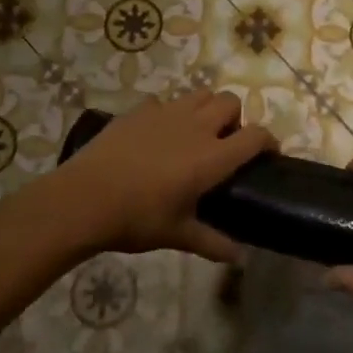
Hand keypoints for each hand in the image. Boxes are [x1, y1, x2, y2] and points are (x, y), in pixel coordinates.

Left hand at [57, 91, 275, 264]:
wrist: (84, 198)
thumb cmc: (137, 219)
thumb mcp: (177, 234)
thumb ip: (213, 242)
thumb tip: (240, 258)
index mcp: (212, 157)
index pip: (255, 136)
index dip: (269, 141)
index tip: (268, 154)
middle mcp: (196, 126)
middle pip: (230, 102)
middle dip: (235, 118)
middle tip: (224, 144)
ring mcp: (166, 112)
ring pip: (200, 94)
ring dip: (206, 109)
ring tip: (194, 134)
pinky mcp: (139, 110)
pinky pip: (164, 102)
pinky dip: (169, 114)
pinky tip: (156, 136)